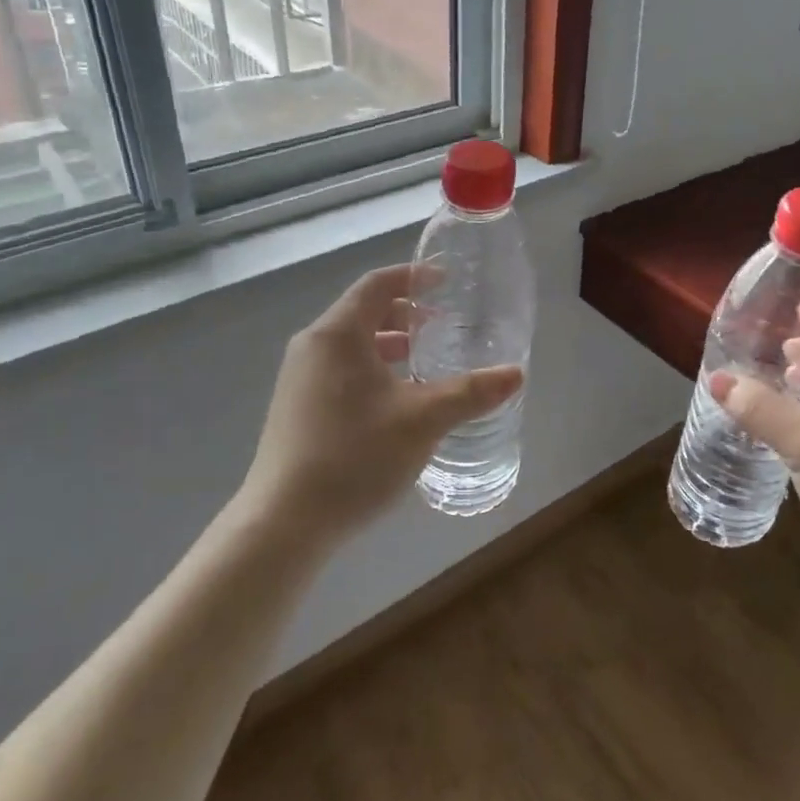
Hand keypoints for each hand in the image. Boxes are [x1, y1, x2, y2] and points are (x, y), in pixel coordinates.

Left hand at [238, 264, 523, 548]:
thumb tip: (516, 374)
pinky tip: (396, 402)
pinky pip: (340, 370)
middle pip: (363, 312)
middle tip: (443, 325)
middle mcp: (313, 347)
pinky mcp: (297, 409)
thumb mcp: (423, 420)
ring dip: (390, 344)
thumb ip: (471, 392)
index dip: (413, 277)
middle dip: (405, 313)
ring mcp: (299, 379)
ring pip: (352, 345)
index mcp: (337, 334)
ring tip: (425, 362)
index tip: (446, 281)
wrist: (283, 523)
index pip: (377, 284)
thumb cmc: (354, 456)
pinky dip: (372, 369)